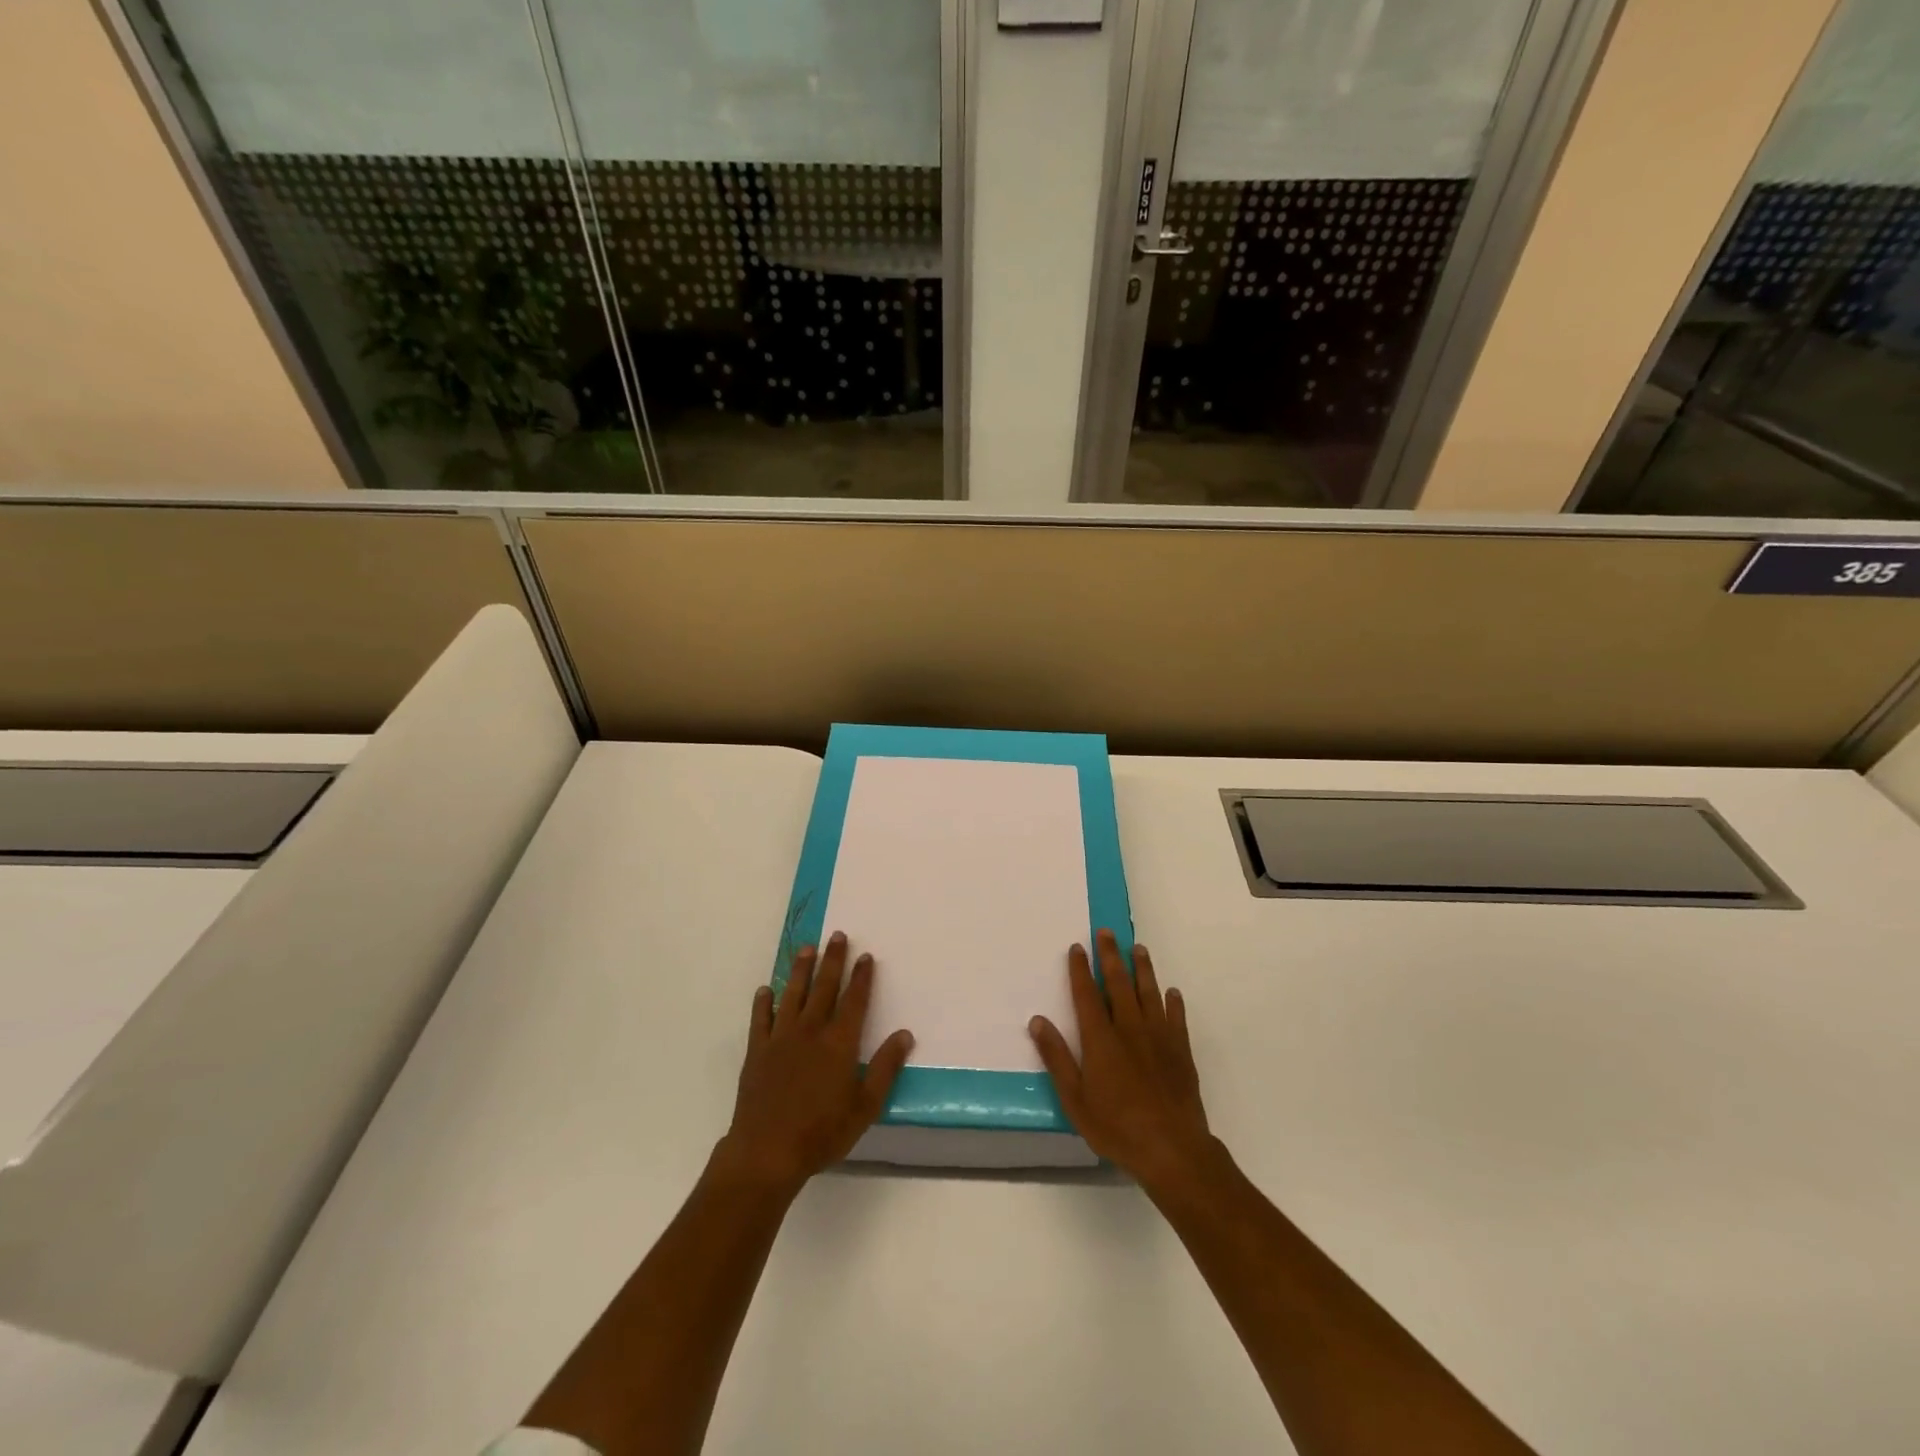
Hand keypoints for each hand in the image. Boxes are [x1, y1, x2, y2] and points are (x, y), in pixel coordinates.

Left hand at [715, 932, 913, 1196]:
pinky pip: (760, 1019)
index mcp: (839, 1043)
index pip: (855, 1001)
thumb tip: (905, 1034)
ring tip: (806, 947)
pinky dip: (763, 1002)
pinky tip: (766, 990)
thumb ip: (885, 1068)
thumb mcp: (865, 1107)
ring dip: (801, 970)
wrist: (766, 1152)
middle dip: (833, 960)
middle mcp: (811, 1031)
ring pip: (793, 994)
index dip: (862, 977)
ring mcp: (780, 1039)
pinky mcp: (757, 1051)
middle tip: (837, 935)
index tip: (866, 955)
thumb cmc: (822, 1133)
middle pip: (824, 988)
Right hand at [1029, 929, 1216, 1193]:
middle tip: (1107, 932)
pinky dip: (1174, 1003)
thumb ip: (1057, 1058)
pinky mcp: (1181, 1052)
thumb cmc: (1116, 1127)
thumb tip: (1037, 1021)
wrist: (1172, 1149)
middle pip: (1118, 984)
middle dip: (1111, 956)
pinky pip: (1177, 1018)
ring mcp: (1159, 1038)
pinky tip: (1172, 993)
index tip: (1077, 947)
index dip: (1080, 970)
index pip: (1087, 995)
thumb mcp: (1075, 1099)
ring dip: (1143, 969)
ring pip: (1149, 993)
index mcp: (1101, 1039)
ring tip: (1139, 949)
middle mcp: (1130, 1029)